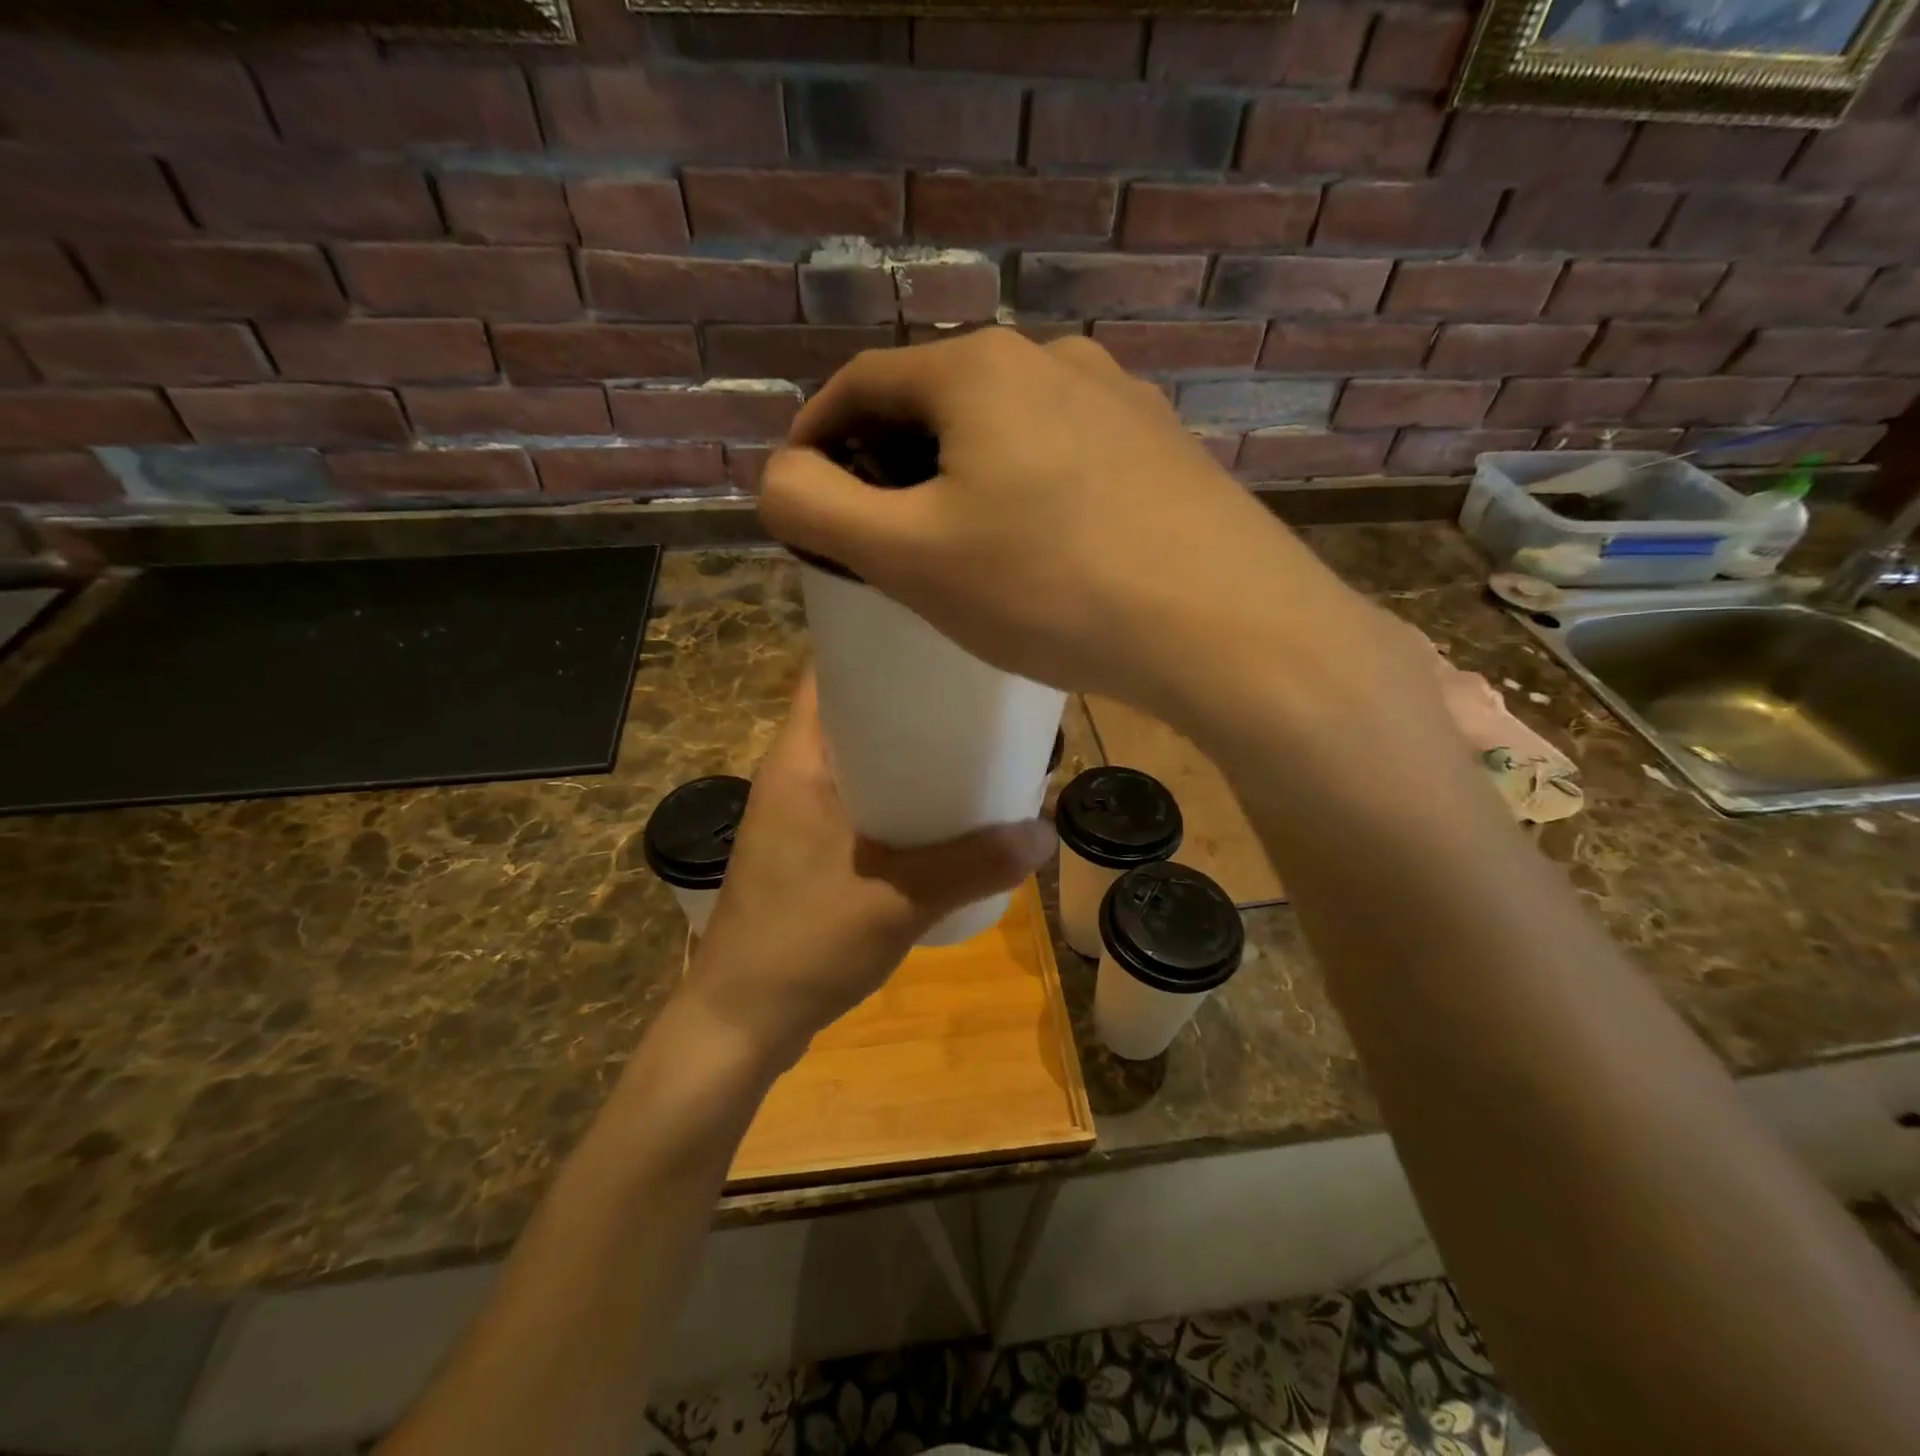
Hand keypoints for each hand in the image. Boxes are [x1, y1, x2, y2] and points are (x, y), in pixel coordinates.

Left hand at [681, 670, 1056, 1070]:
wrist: (742, 1021)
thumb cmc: (805, 943)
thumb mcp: (899, 900)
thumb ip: (975, 865)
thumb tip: (1046, 832)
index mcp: (799, 761)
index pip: (829, 672)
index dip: (879, 647)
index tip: (939, 641)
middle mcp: (793, 774)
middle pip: (853, 713)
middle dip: (909, 703)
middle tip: (972, 697)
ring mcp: (797, 814)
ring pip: (858, 760)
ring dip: (905, 753)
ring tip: (968, 747)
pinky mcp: (807, 849)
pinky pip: (858, 800)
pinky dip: (896, 795)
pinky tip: (940, 813)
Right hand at [757, 329, 1409, 723]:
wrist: (1227, 626)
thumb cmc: (1051, 589)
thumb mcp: (910, 556)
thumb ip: (817, 508)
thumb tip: (780, 479)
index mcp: (977, 367)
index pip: (859, 385)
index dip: (815, 441)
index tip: (803, 503)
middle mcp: (1051, 359)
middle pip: (934, 406)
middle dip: (889, 468)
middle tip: (880, 544)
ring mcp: (1117, 399)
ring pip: (1002, 434)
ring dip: (959, 482)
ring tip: (959, 554)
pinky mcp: (1159, 447)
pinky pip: (1061, 461)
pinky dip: (1023, 494)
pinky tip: (1041, 553)